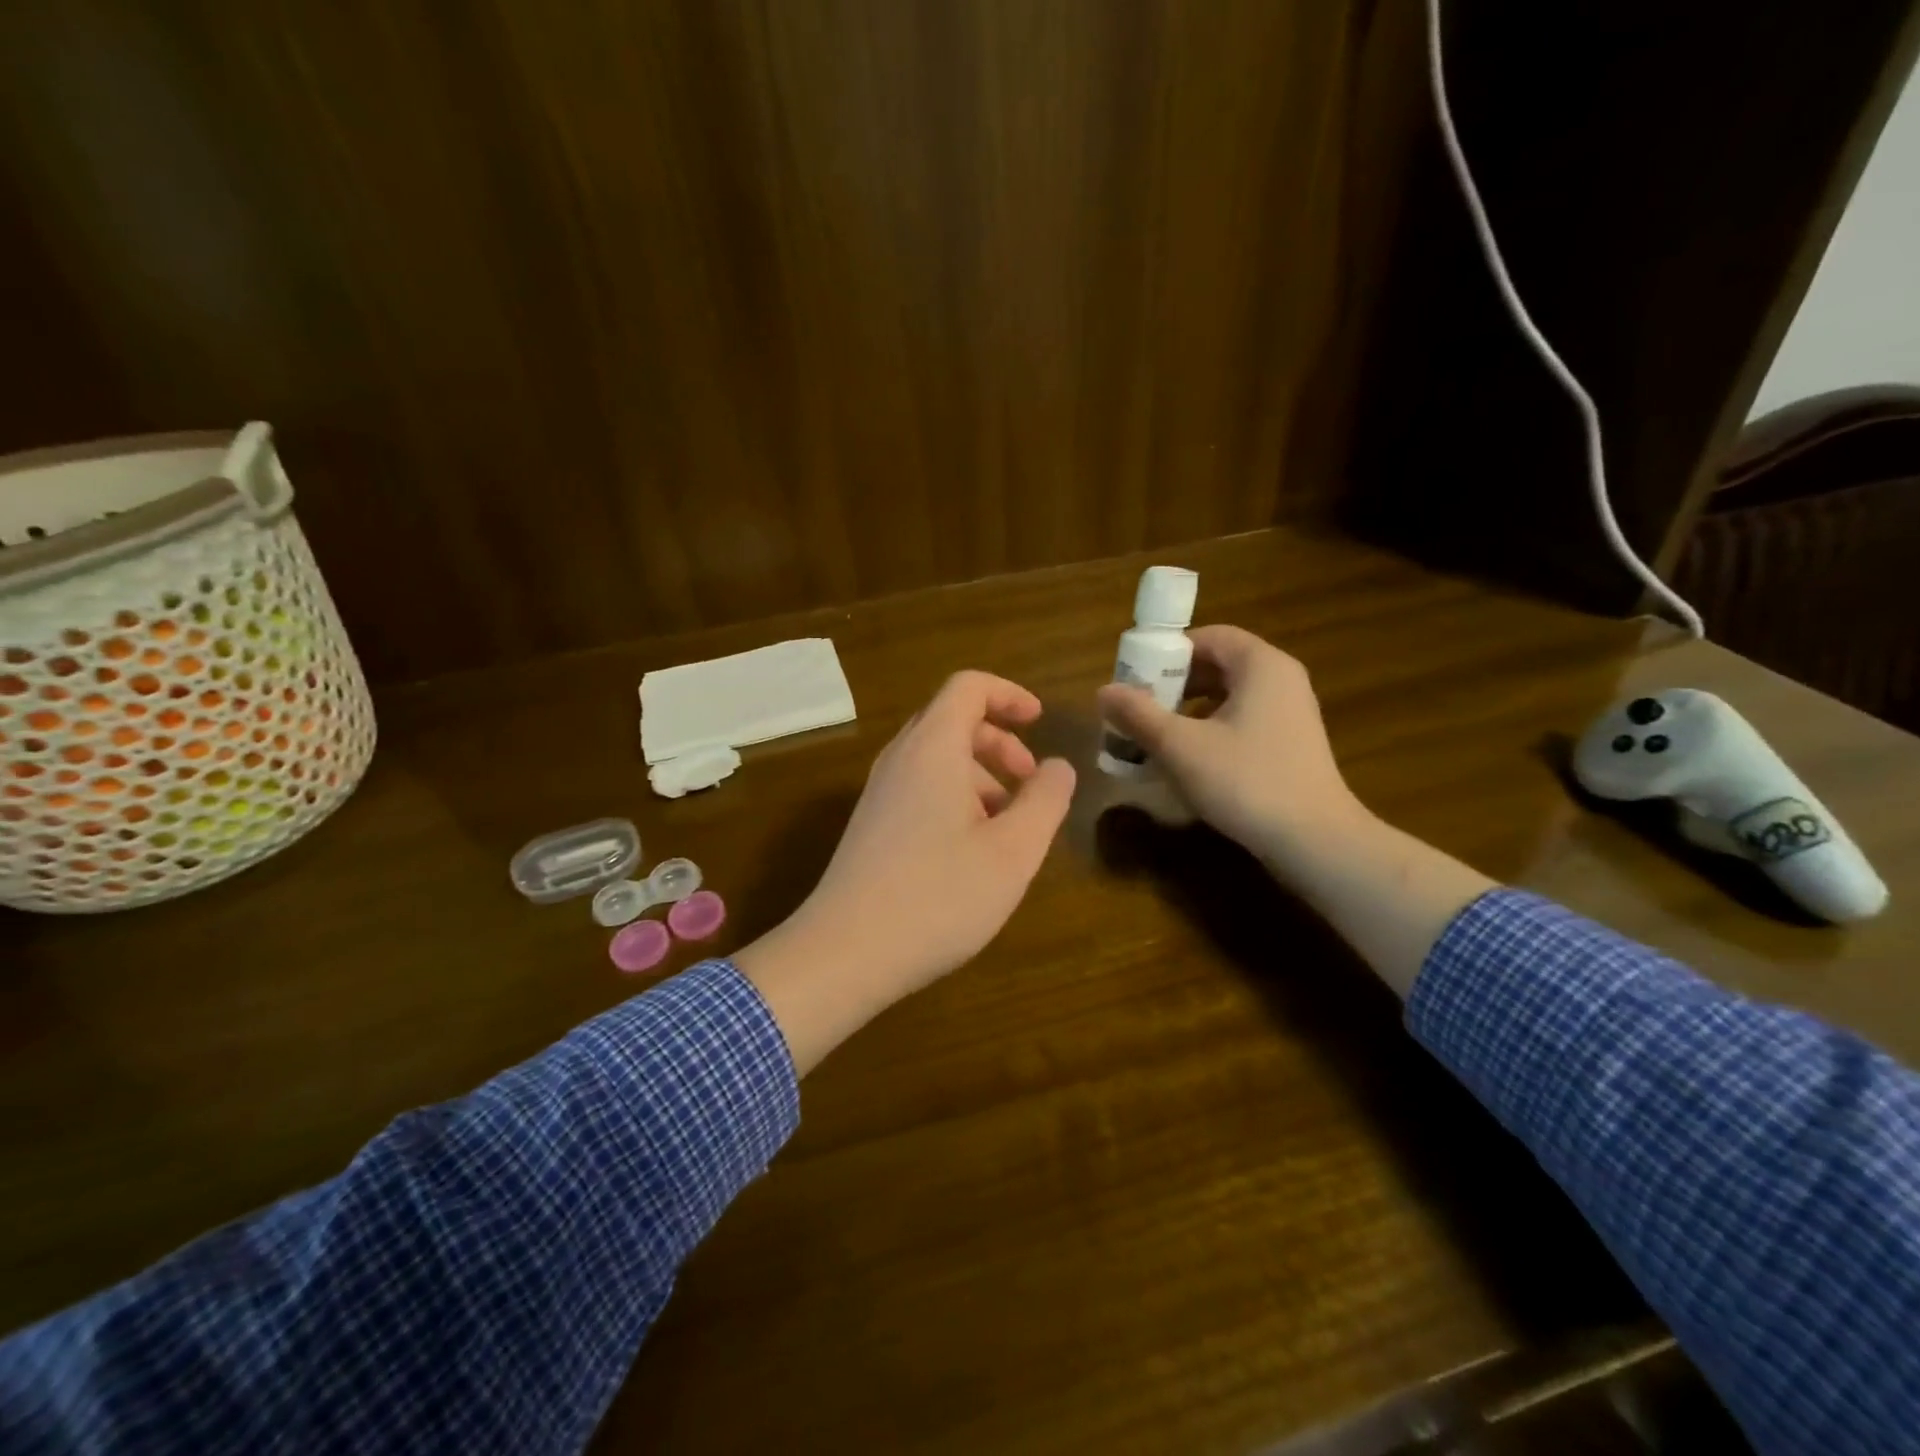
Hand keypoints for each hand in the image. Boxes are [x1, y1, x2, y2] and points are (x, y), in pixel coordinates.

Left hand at [737, 671, 1075, 1072]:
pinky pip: (919, 790)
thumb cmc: (939, 896)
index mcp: (932, 749)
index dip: (1008, 694)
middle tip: (1030, 782)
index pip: (968, 687)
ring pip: (936, 760)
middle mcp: (900, 760)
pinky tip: (973, 852)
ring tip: (1009, 826)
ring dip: (980, 776)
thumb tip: (1057, 767)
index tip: (1040, 721)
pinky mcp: (871, 827)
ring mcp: (879, 794)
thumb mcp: (1013, 850)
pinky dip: (955, 799)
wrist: (845, 953)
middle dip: (1000, 742)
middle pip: (952, 721)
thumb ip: (1045, 800)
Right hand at [1098, 625, 1493, 996]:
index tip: (1135, 677)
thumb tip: (1103, 690)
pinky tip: (1188, 760)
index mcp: (1260, 665)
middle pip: (1218, 665)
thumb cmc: (1246, 782)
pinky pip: (1242, 721)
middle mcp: (1281, 680)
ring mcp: (1290, 714)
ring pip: (1228, 696)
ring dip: (1188, 709)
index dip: (1167, 651)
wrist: (1314, 841)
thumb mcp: (1180, 747)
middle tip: (1138, 707)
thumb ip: (1139, 715)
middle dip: (1173, 683)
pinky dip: (1210, 730)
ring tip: (1155, 735)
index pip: (1209, 636)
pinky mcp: (1290, 745)